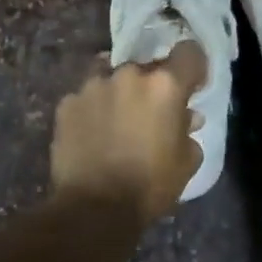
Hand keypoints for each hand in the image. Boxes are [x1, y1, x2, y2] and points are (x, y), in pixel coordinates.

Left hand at [51, 41, 204, 220]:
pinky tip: (92, 133)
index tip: (191, 86)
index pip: (188, 52)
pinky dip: (92, 109)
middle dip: (151, 87)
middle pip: (147, 68)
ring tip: (117, 123)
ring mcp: (93, 85)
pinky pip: (86, 97)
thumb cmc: (149, 186)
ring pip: (112, 77)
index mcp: (164, 85)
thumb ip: (189, 131)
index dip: (193, 67)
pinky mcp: (67, 102)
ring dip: (119, 94)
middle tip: (150, 115)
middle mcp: (129, 74)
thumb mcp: (186, 163)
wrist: (93, 209)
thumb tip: (187, 117)